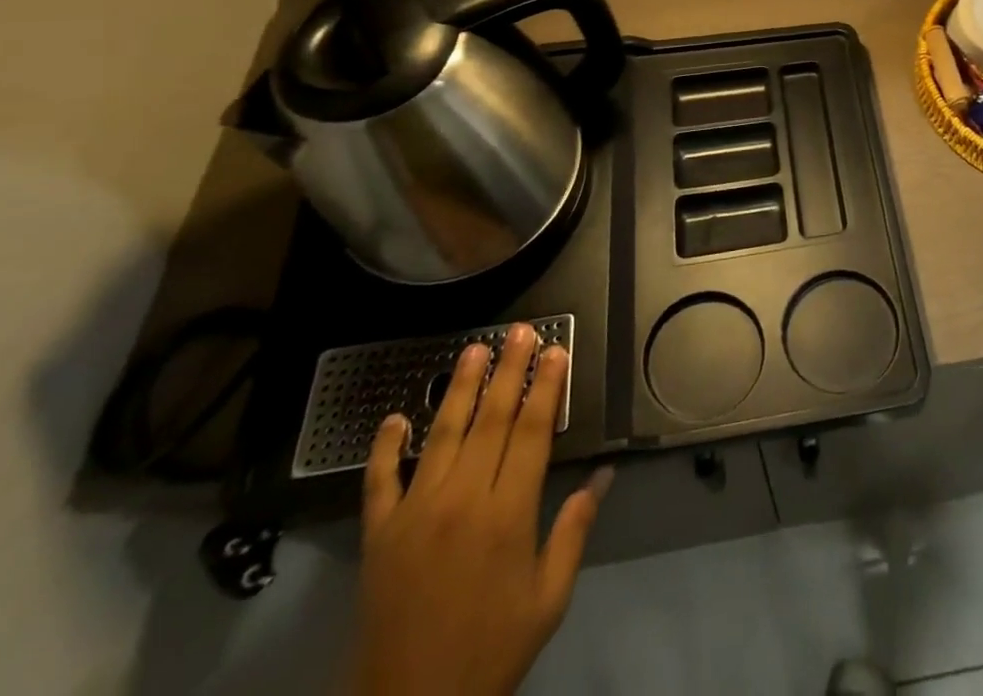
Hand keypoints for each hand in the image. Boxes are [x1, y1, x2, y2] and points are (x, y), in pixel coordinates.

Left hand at [345, 325, 610, 695]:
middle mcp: (462, 500)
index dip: (547, 387)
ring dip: (458, 389)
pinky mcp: (379, 535)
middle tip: (520, 331)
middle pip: (491, 419)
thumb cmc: (491, 651)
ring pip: (441, 435)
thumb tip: (603, 475)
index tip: (556, 351)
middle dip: (509, 370)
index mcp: (508, 513)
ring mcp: (415, 513)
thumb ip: (574, 530)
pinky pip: (380, 481)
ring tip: (473, 350)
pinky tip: (393, 418)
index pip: (533, 431)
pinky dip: (385, 447)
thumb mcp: (548, 598)